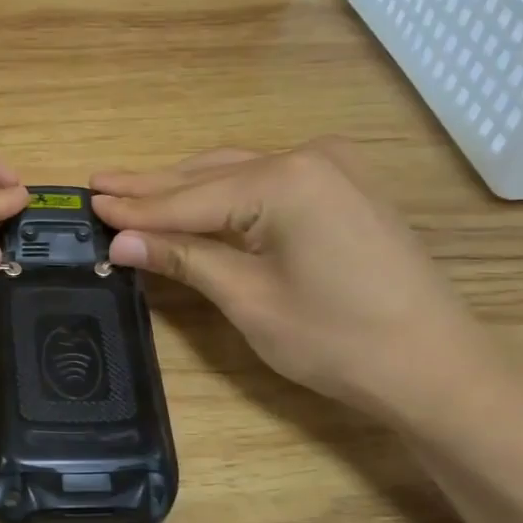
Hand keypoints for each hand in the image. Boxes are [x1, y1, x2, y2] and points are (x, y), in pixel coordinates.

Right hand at [91, 141, 492, 423]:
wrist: (434, 364)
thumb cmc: (337, 340)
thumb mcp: (249, 299)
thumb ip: (185, 259)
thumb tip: (120, 241)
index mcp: (284, 181)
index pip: (190, 197)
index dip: (136, 208)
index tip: (88, 203)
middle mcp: (307, 157)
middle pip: (211, 175)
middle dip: (154, 187)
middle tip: (100, 184)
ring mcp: (332, 169)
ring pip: (238, 176)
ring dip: (186, 189)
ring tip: (133, 192)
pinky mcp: (342, 190)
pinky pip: (267, 185)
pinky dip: (224, 196)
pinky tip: (194, 201)